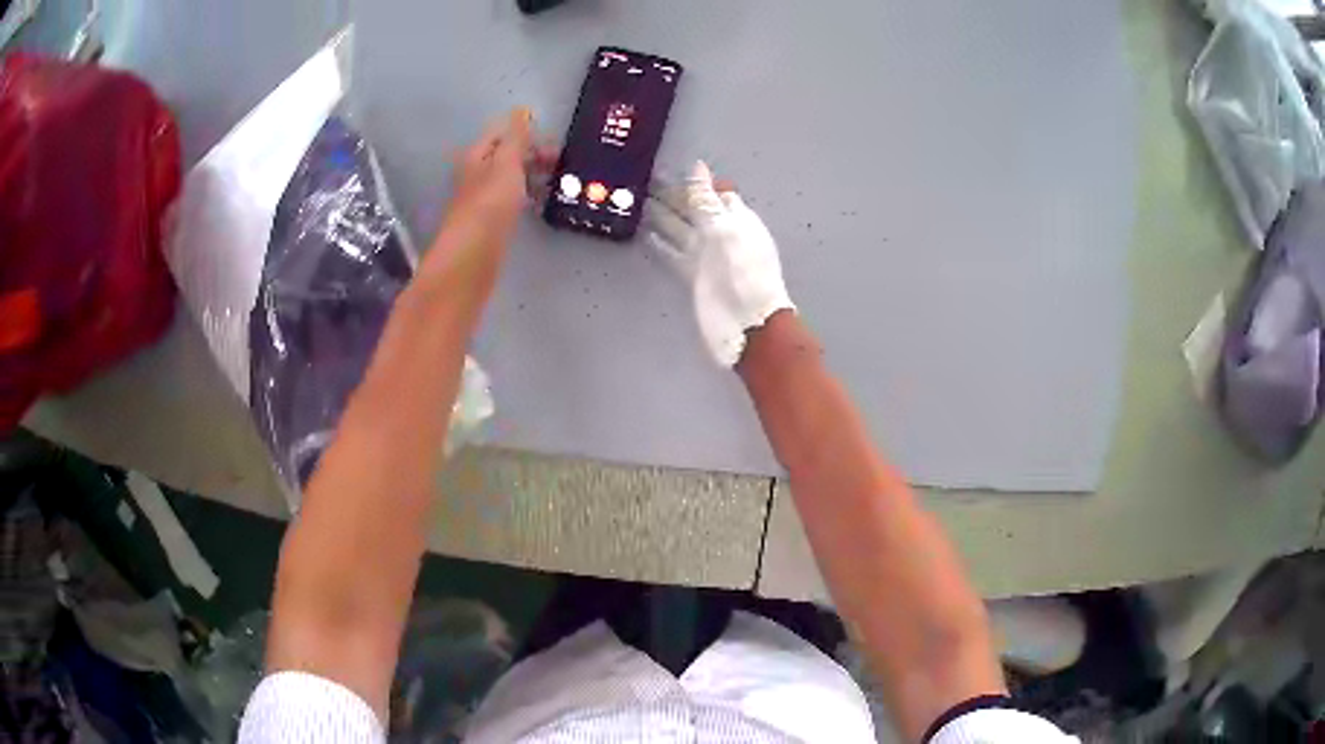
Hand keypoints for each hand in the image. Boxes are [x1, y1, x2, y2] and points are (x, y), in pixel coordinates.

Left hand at [423, 108, 554, 294]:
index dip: (527, 132)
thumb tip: (522, 110)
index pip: (502, 132)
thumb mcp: (507, 162)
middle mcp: (476, 173)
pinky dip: (527, 196)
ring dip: (532, 175)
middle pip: (506, 155)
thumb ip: (516, 137)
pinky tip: (541, 204)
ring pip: (510, 177)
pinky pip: (512, 199)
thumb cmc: (489, 203)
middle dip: (533, 155)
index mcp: (476, 155)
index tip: (555, 143)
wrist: (473, 256)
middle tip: (561, 164)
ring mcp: (482, 198)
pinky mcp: (490, 221)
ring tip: (557, 182)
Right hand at [645, 161, 794, 366]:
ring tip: (640, 202)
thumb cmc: (742, 272)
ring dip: (662, 217)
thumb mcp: (724, 228)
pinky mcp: (694, 276)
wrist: (747, 324)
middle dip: (674, 196)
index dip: (696, 182)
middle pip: (695, 210)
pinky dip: (661, 244)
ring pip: (681, 229)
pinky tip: (647, 235)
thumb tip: (696, 167)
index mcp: (737, 218)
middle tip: (646, 181)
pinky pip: (674, 254)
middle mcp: (722, 234)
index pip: (716, 193)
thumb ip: (706, 199)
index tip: (670, 170)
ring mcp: (707, 256)